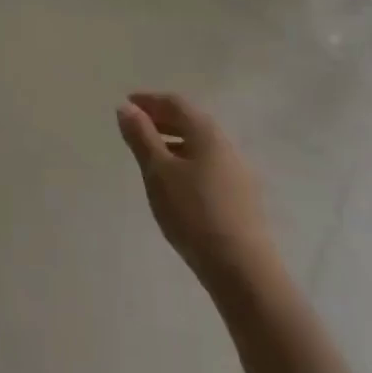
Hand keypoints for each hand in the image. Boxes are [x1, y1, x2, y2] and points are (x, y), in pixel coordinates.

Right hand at [117, 92, 276, 285]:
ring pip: (200, 146)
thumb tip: (126, 107)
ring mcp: (238, 172)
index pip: (175, 103)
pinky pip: (208, 166)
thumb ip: (141, 137)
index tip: (127, 104)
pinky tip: (176, 184)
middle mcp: (226, 145)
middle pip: (190, 122)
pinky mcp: (242, 198)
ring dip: (173, 142)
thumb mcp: (158, 172)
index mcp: (206, 132)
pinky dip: (186, 162)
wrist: (244, 272)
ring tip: (151, 157)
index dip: (149, 100)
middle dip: (161, 120)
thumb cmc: (194, 214)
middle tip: (135, 128)